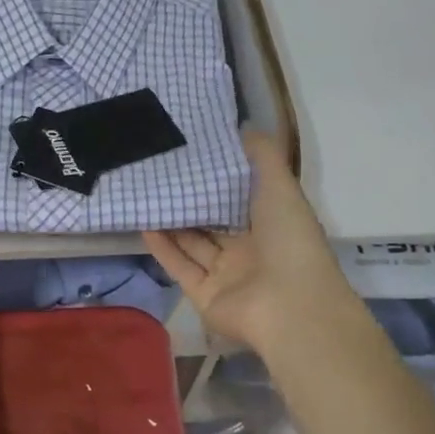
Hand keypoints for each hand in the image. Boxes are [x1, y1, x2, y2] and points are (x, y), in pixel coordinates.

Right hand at [144, 131, 356, 353]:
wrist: (291, 307)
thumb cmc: (289, 240)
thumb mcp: (280, 186)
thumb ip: (262, 156)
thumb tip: (243, 126)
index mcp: (272, 225)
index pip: (241, 197)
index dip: (219, 178)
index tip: (192, 152)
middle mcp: (249, 250)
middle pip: (214, 222)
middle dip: (191, 200)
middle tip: (160, 171)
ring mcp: (226, 276)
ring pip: (193, 244)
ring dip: (172, 222)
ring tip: (146, 193)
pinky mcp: (204, 296)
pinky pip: (180, 267)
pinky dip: (163, 248)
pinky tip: (143, 224)